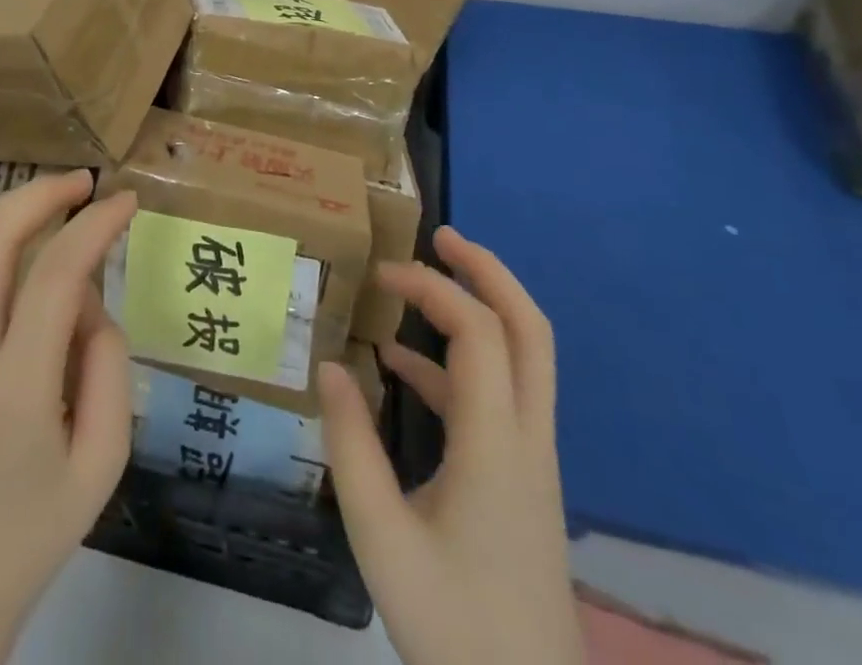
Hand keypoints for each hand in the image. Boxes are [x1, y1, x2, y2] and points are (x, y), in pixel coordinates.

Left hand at [0, 172, 137, 664]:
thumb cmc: (35, 527)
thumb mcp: (104, 461)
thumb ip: (109, 366)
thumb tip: (89, 299)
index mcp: (16, 391)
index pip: (55, 278)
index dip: (94, 226)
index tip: (125, 201)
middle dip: (40, 195)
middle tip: (83, 182)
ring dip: (6, 206)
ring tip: (50, 197)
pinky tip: (5, 231)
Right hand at [318, 226, 583, 664]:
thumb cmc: (454, 626)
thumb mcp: (381, 538)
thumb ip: (351, 445)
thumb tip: (330, 365)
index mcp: (498, 445)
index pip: (479, 332)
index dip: (433, 288)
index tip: (381, 276)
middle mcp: (527, 438)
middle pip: (529, 329)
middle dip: (488, 271)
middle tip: (441, 236)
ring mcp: (532, 459)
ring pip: (523, 358)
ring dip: (477, 309)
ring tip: (414, 287)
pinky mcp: (522, 479)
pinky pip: (499, 396)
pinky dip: (457, 364)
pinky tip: (401, 369)